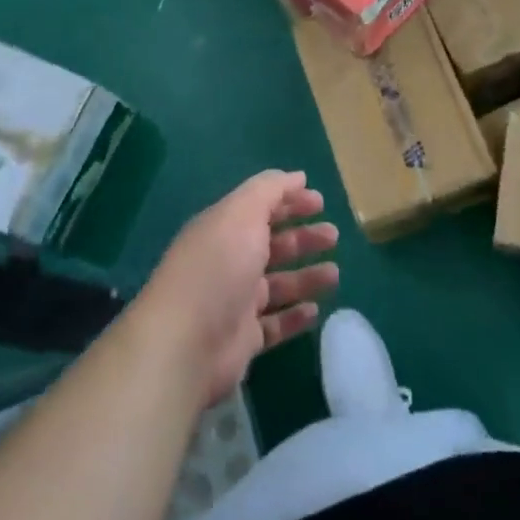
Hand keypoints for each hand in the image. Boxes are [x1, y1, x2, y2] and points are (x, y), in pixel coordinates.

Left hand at [135, 171, 338, 405]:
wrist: (185, 343)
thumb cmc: (218, 267)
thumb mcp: (243, 213)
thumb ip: (270, 190)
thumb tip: (297, 176)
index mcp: (225, 228)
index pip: (261, 208)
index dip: (289, 202)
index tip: (320, 202)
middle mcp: (229, 261)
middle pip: (272, 244)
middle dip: (303, 238)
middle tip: (333, 236)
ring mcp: (235, 301)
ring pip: (278, 284)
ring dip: (306, 276)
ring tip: (334, 275)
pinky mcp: (243, 339)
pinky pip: (275, 324)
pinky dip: (295, 316)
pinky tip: (315, 311)